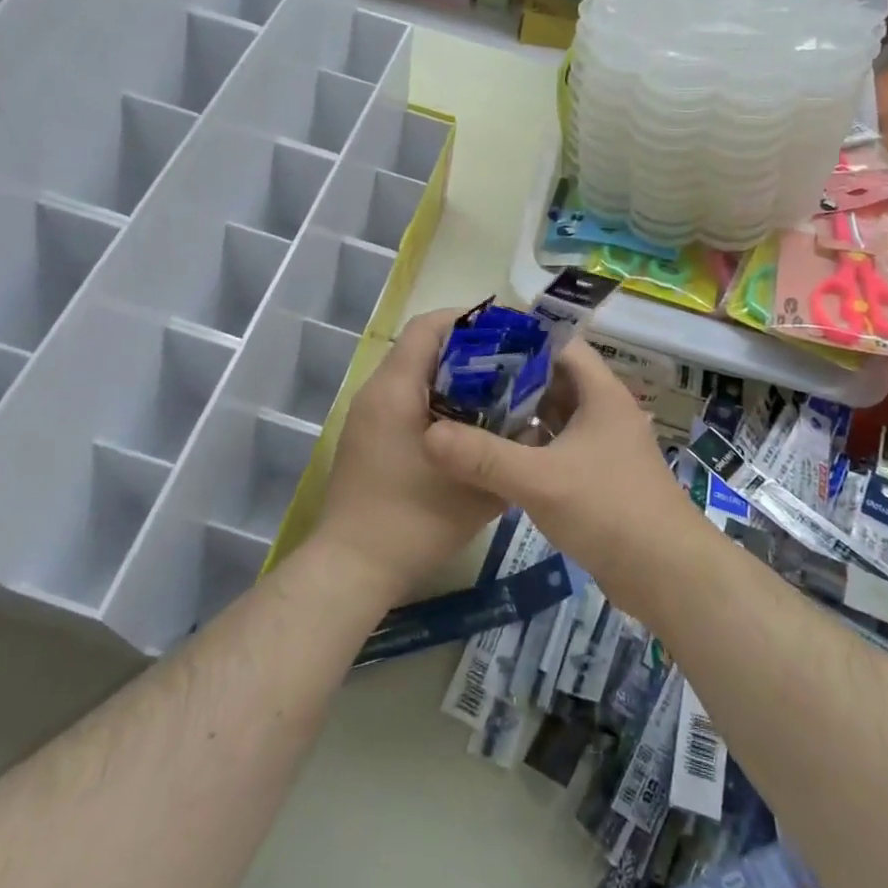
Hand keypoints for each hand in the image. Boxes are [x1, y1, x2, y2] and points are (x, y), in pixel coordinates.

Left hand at [316, 308, 505, 605]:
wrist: (353, 567)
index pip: (429, 326)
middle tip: (514, 366)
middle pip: (422, 347)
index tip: (511, 333)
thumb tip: (533, 424)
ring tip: (498, 394)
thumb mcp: (478, 489)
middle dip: (470, 350)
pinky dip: (437, 400)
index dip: (471, 320)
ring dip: (454, 377)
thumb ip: (510, 451)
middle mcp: (376, 392)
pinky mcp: (367, 437)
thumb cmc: (414, 523)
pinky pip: (405, 399)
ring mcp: (367, 415)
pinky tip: (468, 427)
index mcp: (396, 390)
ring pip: (414, 374)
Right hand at [420, 339, 698, 608]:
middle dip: (510, 379)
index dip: (521, 339)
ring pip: (555, 417)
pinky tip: (495, 455)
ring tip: (469, 411)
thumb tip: (428, 435)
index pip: (560, 346)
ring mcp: (603, 447)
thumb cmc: (609, 511)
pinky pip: (557, 448)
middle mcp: (605, 413)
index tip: (475, 343)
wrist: (668, 575)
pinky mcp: (598, 478)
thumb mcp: (540, 480)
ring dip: (518, 415)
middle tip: (462, 379)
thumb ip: (482, 457)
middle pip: (554, 380)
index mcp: (601, 395)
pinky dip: (529, 446)